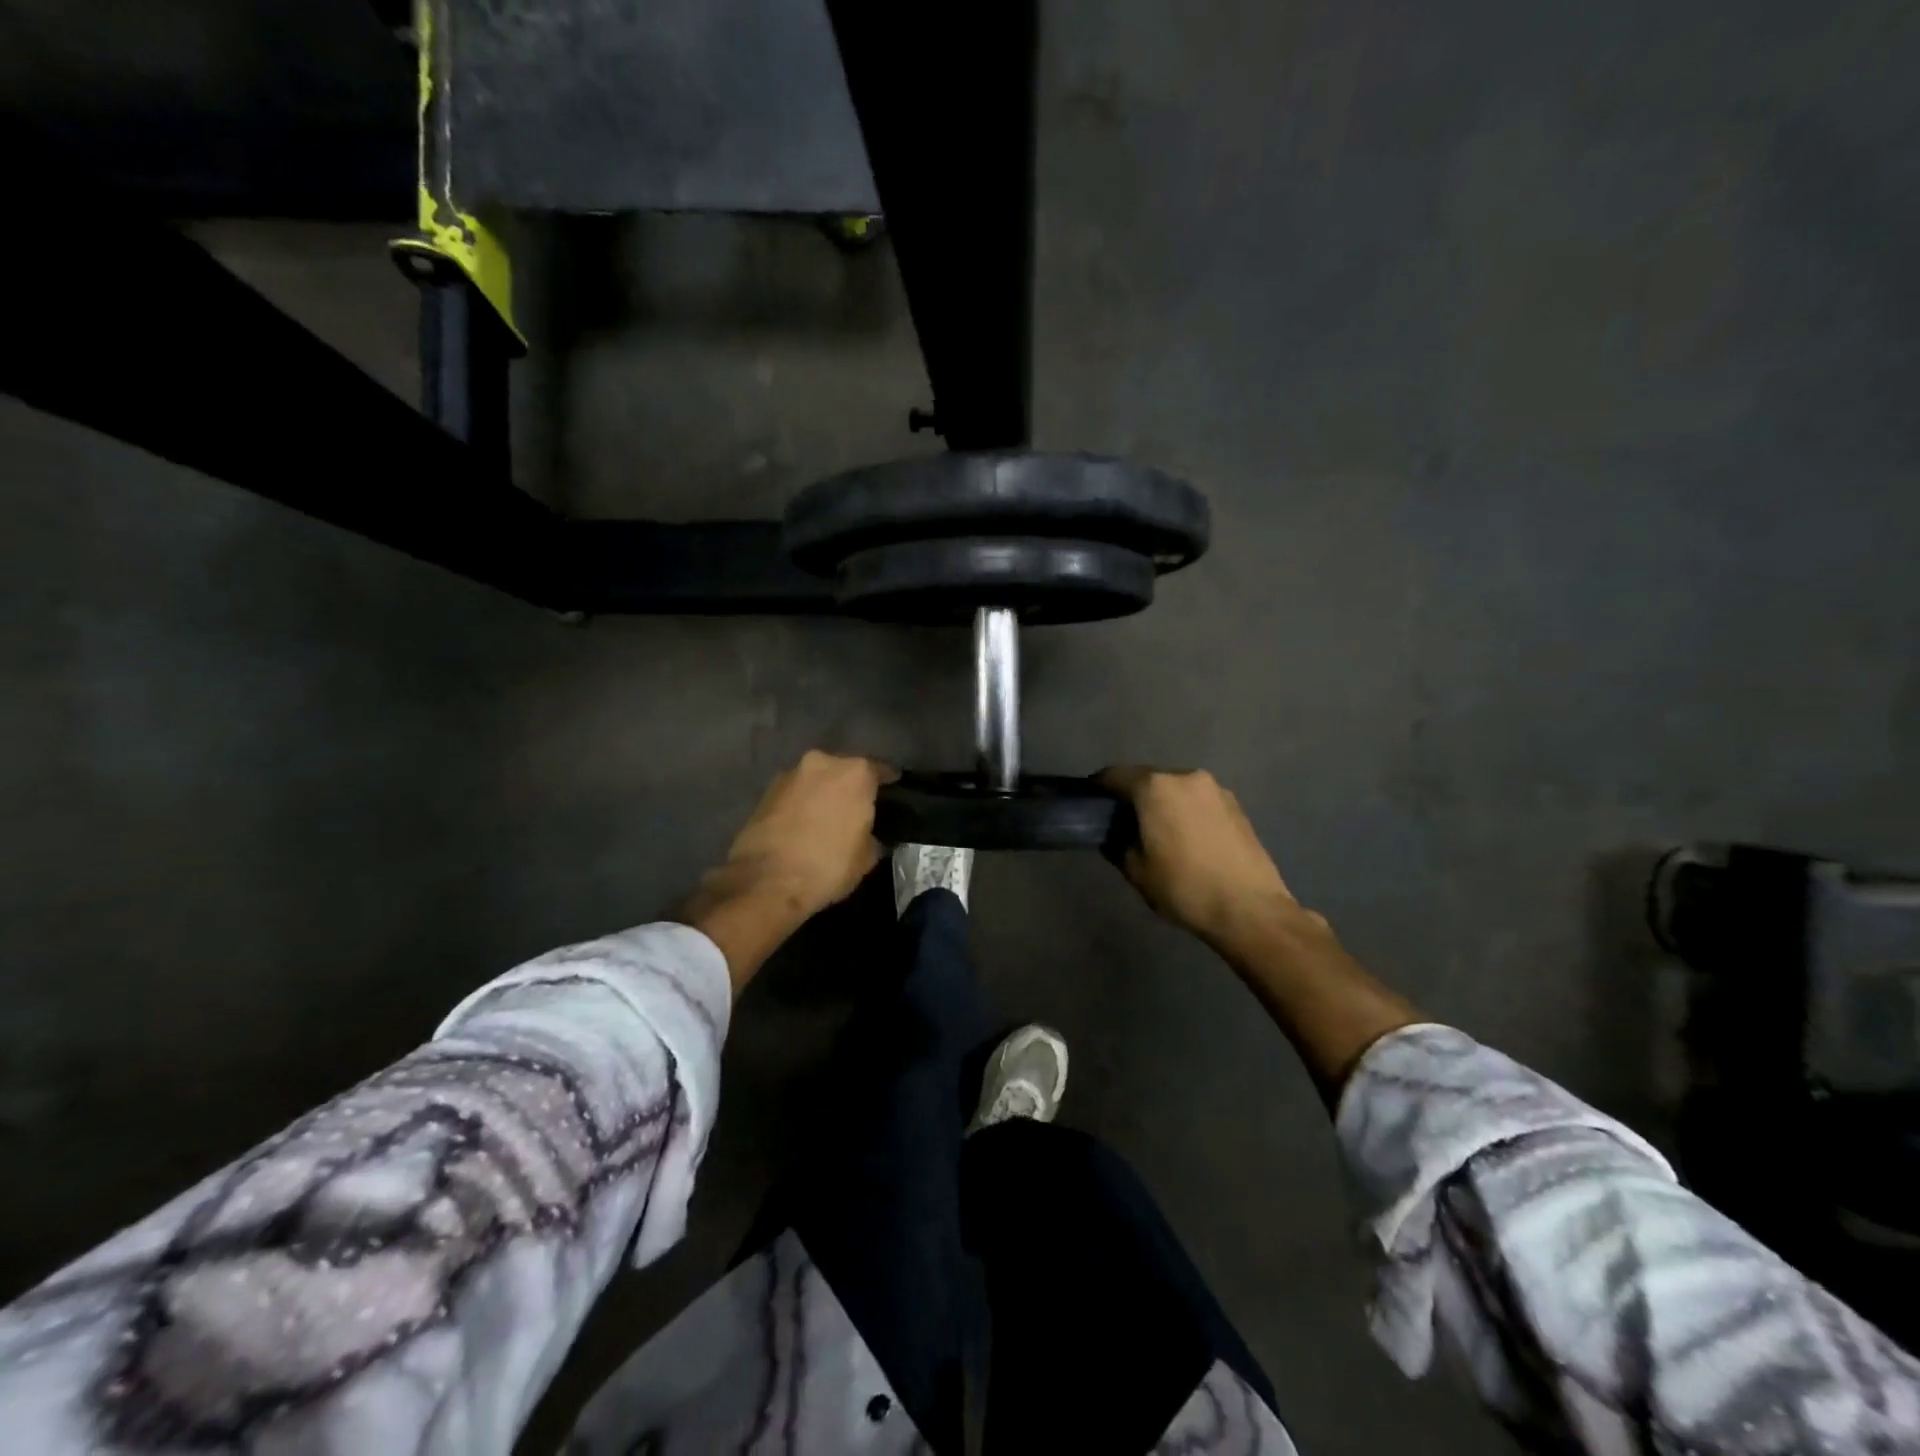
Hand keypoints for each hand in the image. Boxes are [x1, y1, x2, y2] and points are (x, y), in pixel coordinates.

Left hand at [721, 750, 895, 917]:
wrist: (767, 881)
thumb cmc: (829, 866)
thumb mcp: (868, 856)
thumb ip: (872, 834)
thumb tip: (867, 833)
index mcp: (855, 773)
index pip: (881, 771)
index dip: (889, 785)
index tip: (893, 795)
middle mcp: (823, 762)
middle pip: (844, 770)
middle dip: (851, 787)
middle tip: (857, 809)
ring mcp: (790, 774)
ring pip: (816, 780)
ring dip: (823, 793)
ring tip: (827, 818)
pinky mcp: (765, 791)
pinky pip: (795, 793)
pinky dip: (801, 804)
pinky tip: (804, 825)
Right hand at [1099, 766, 1315, 950]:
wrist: (1250, 909)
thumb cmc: (1184, 887)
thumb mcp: (1136, 870)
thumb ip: (1117, 843)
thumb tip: (1114, 833)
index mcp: (1155, 787)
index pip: (1114, 775)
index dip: (1098, 788)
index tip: (1090, 803)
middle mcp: (1185, 776)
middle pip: (1147, 778)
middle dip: (1132, 795)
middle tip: (1122, 821)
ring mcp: (1215, 788)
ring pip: (1175, 788)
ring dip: (1162, 803)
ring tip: (1157, 831)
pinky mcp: (1236, 805)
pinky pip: (1198, 800)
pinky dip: (1185, 811)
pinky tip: (1186, 838)